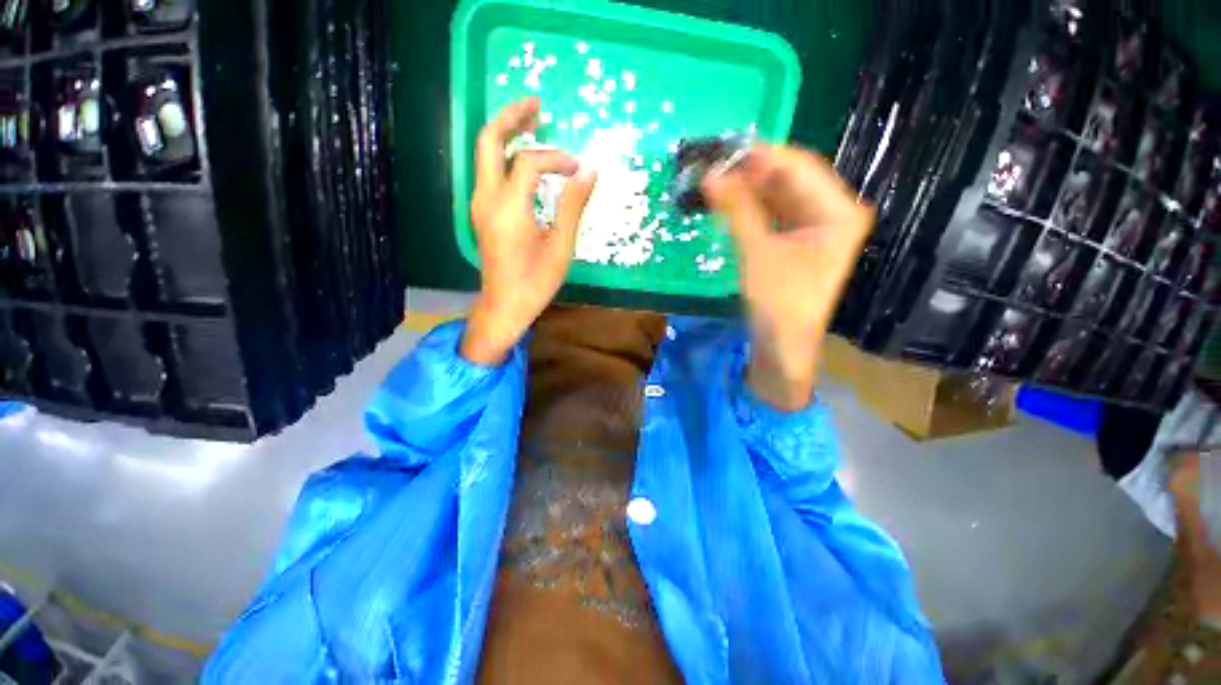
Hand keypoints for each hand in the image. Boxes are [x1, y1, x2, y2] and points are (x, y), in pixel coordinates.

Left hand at [461, 98, 597, 364]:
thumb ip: (572, 206)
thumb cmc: (535, 282)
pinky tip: (525, 158)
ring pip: (485, 153)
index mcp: (509, 209)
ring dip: (507, 133)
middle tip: (538, 105)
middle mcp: (487, 199)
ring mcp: (479, 204)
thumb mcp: (561, 247)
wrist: (504, 306)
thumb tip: (589, 173)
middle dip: (512, 117)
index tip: (578, 169)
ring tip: (533, 123)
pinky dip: (506, 156)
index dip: (556, 158)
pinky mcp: (481, 212)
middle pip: (489, 141)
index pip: (529, 162)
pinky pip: (490, 171)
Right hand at [703, 145, 873, 410]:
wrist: (782, 346)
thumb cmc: (779, 303)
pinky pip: (774, 214)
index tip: (723, 150)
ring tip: (715, 182)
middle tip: (714, 166)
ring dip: (749, 189)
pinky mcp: (798, 241)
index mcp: (840, 212)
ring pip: (779, 196)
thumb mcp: (757, 253)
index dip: (761, 156)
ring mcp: (816, 227)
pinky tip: (729, 203)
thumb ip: (736, 211)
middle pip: (790, 179)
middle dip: (752, 173)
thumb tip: (710, 174)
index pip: (800, 167)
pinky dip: (751, 208)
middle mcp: (833, 213)